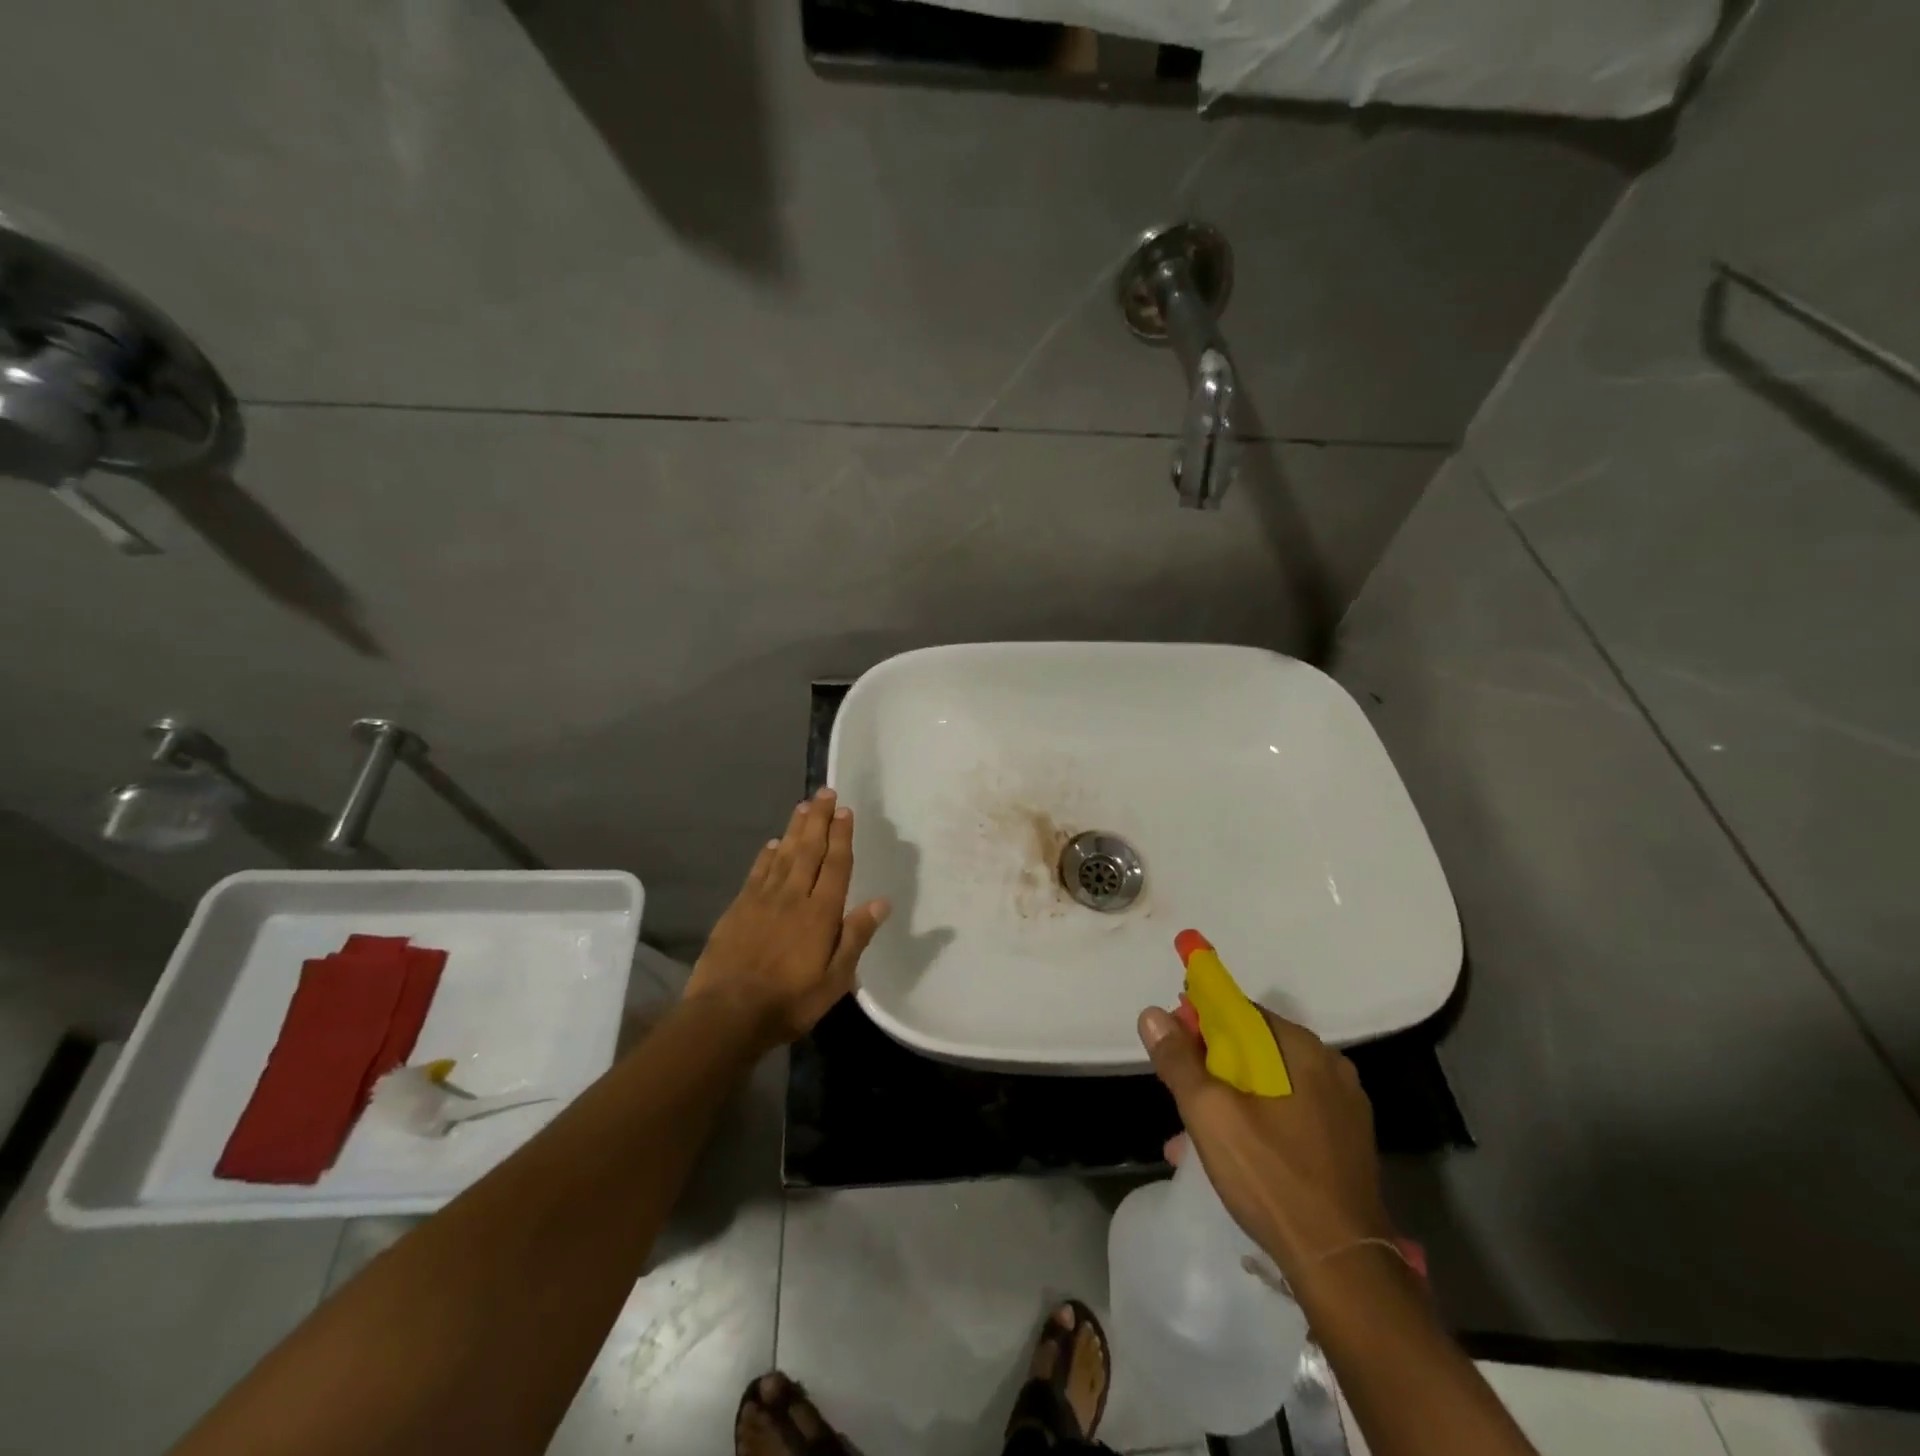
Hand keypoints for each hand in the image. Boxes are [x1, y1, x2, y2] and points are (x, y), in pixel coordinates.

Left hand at [684, 787, 889, 1045]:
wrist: (727, 1013)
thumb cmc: (789, 1001)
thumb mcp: (835, 979)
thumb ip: (856, 937)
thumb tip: (882, 902)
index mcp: (821, 912)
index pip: (835, 865)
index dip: (841, 836)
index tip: (845, 811)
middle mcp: (793, 896)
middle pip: (809, 850)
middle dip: (819, 819)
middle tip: (825, 793)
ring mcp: (763, 899)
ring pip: (784, 854)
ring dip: (796, 829)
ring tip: (804, 806)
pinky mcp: (739, 908)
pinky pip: (758, 872)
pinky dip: (767, 855)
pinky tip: (773, 843)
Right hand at [1139, 1002, 1391, 1278]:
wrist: (1342, 1267)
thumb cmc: (1271, 1177)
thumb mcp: (1209, 1114)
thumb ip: (1178, 1060)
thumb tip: (1152, 1014)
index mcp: (1300, 1048)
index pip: (1238, 1011)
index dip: (1199, 1021)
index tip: (1172, 1047)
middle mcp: (1328, 1066)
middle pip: (1254, 1048)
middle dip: (1211, 1068)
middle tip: (1181, 1098)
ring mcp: (1344, 1106)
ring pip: (1271, 1085)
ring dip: (1231, 1100)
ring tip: (1195, 1138)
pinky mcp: (1348, 1142)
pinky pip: (1292, 1114)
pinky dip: (1260, 1122)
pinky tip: (1234, 1156)